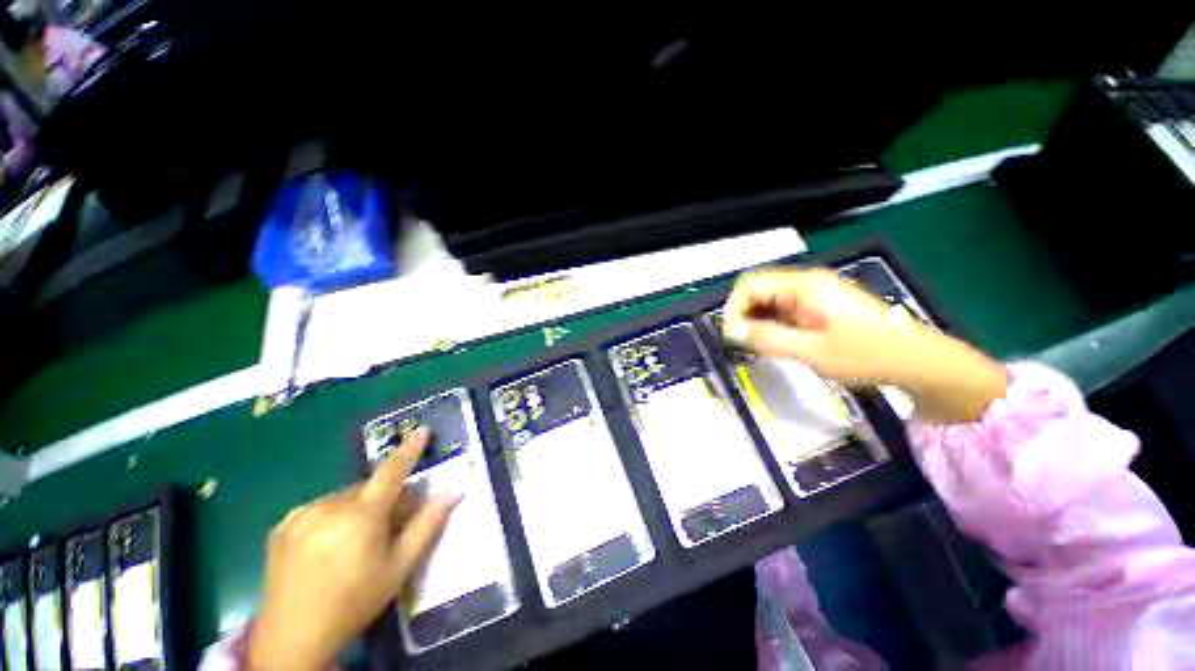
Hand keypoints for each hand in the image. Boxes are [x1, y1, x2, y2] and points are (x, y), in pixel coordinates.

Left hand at [249, 430, 458, 670]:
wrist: (292, 639)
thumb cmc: (355, 602)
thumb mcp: (400, 567)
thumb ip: (428, 524)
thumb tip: (454, 490)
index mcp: (361, 516)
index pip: (392, 471)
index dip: (409, 450)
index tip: (421, 430)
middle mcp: (329, 506)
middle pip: (368, 488)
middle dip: (383, 499)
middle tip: (387, 527)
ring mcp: (301, 514)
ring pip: (343, 497)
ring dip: (356, 508)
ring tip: (352, 543)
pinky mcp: (282, 525)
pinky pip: (318, 508)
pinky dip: (331, 516)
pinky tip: (326, 545)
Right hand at [722, 268, 1006, 423]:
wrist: (917, 362)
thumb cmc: (866, 355)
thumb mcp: (812, 352)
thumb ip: (767, 339)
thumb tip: (730, 331)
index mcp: (804, 285)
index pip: (750, 284)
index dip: (733, 307)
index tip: (731, 336)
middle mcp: (805, 283)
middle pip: (756, 289)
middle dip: (742, 314)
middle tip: (741, 343)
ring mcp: (812, 294)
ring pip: (767, 300)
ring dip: (754, 320)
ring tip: (755, 345)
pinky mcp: (817, 306)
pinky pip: (782, 309)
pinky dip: (769, 323)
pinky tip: (772, 341)